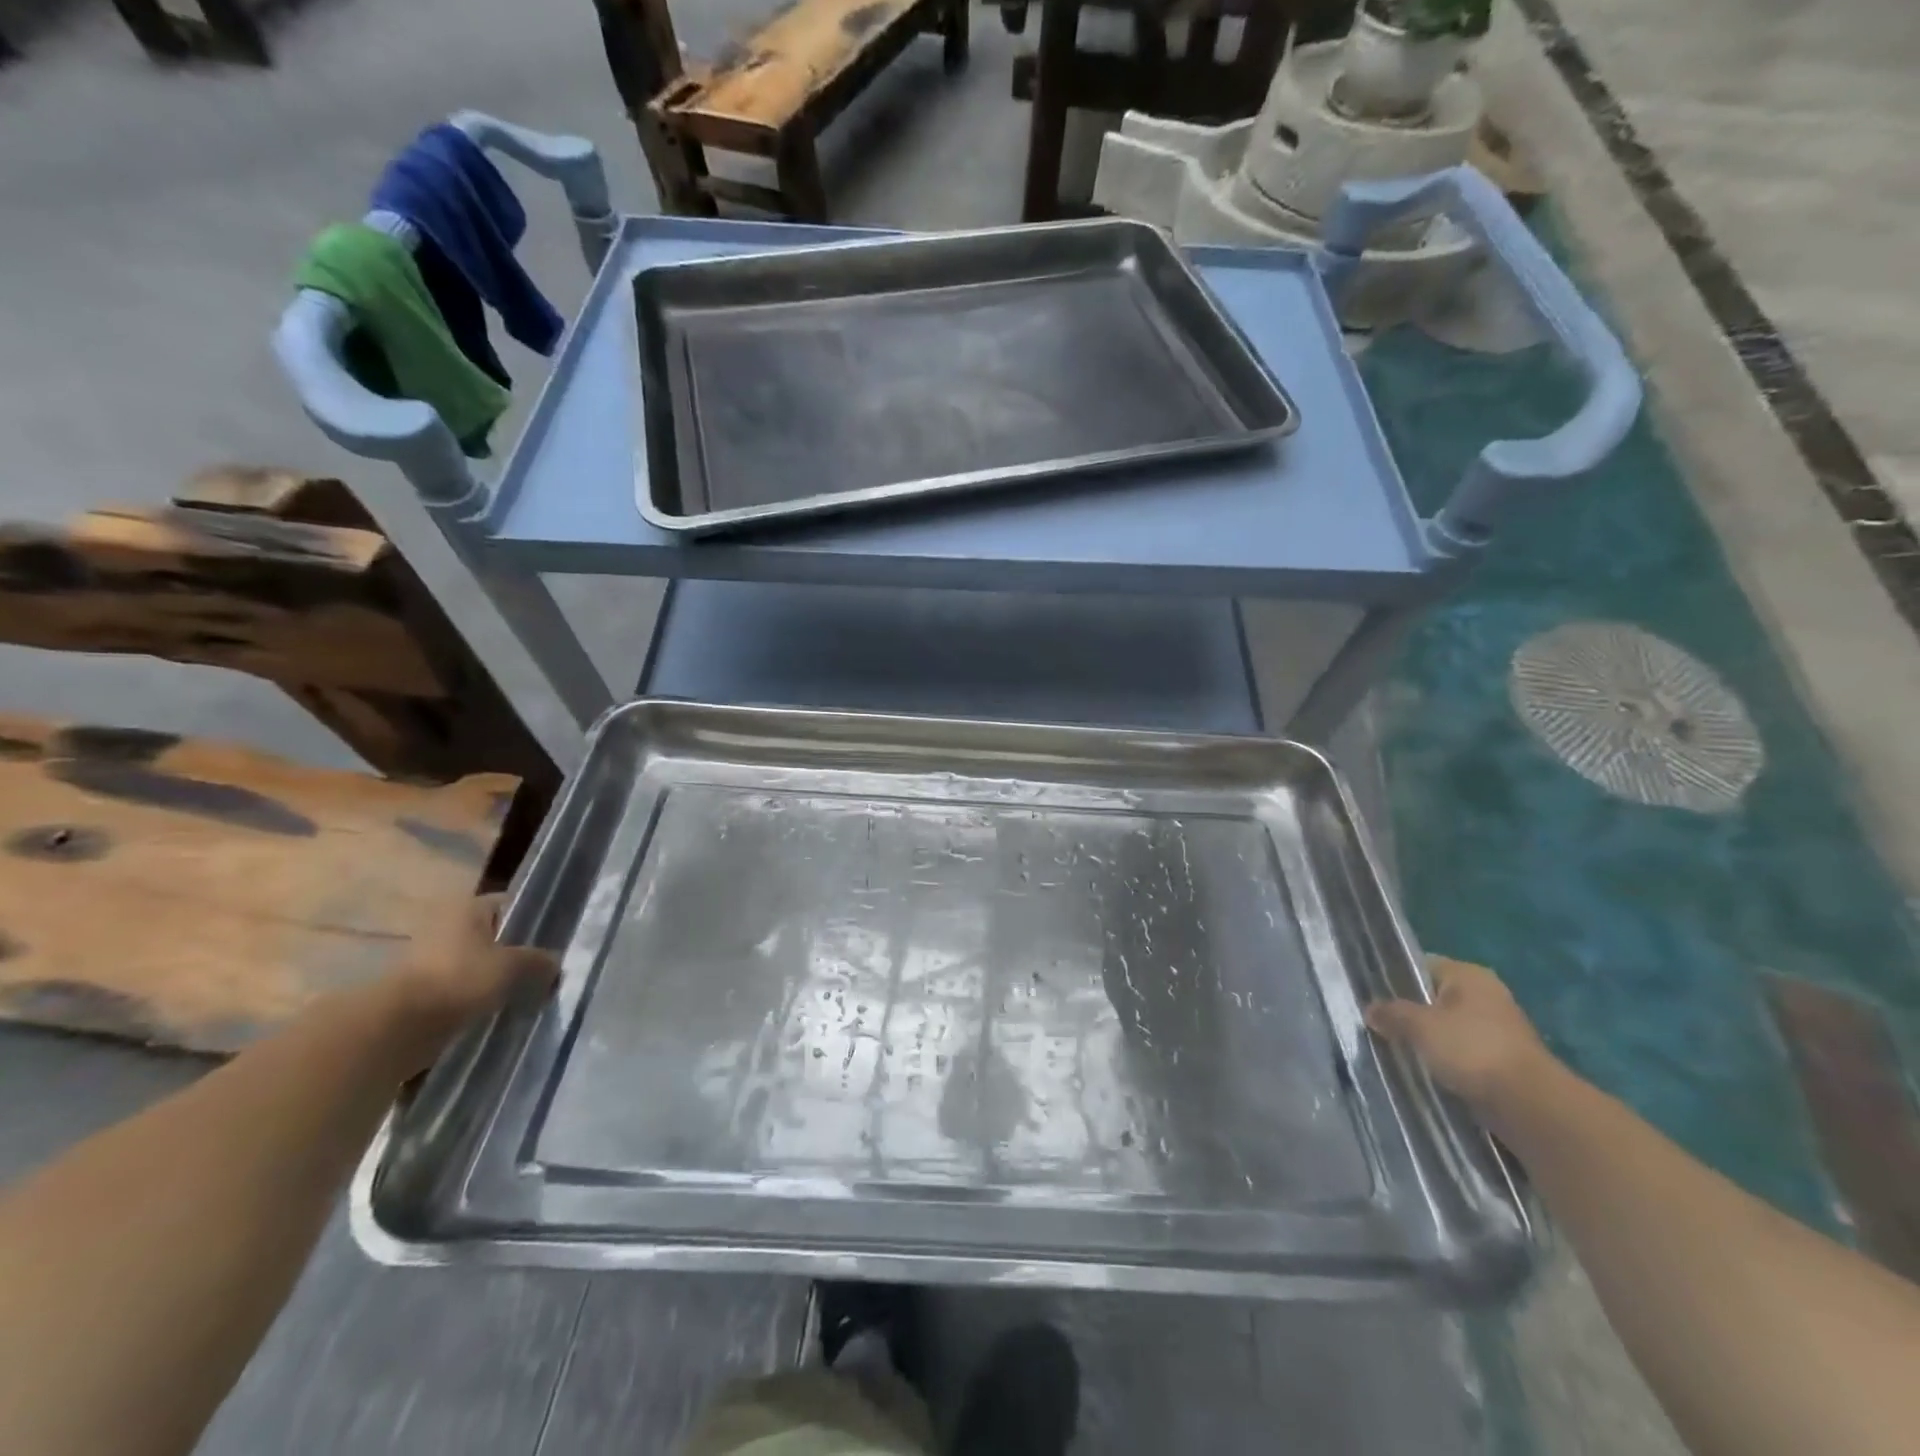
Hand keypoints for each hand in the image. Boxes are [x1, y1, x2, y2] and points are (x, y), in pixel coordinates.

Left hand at [389, 894, 558, 1045]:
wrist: (398, 1027)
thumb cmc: (460, 980)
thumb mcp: (513, 967)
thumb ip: (539, 961)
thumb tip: (555, 963)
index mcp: (469, 909)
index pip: (510, 904)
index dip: (533, 918)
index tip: (554, 938)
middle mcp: (448, 926)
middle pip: (494, 935)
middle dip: (517, 952)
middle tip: (544, 969)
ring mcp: (431, 959)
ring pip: (479, 964)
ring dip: (497, 978)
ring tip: (525, 994)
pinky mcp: (422, 990)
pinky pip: (462, 988)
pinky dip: (479, 998)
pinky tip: (500, 1011)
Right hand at [1365, 956, 1555, 1118]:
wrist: (1530, 1105)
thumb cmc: (1471, 1049)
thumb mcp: (1419, 1026)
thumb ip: (1391, 1013)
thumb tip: (1370, 1009)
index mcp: (1468, 975)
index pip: (1421, 965)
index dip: (1394, 977)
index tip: (1372, 995)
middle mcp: (1486, 994)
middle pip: (1435, 997)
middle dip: (1410, 1012)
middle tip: (1380, 1024)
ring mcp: (1499, 1028)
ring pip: (1449, 1026)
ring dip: (1428, 1038)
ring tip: (1398, 1048)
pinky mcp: (1504, 1059)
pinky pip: (1463, 1051)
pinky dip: (1446, 1059)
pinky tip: (1426, 1069)